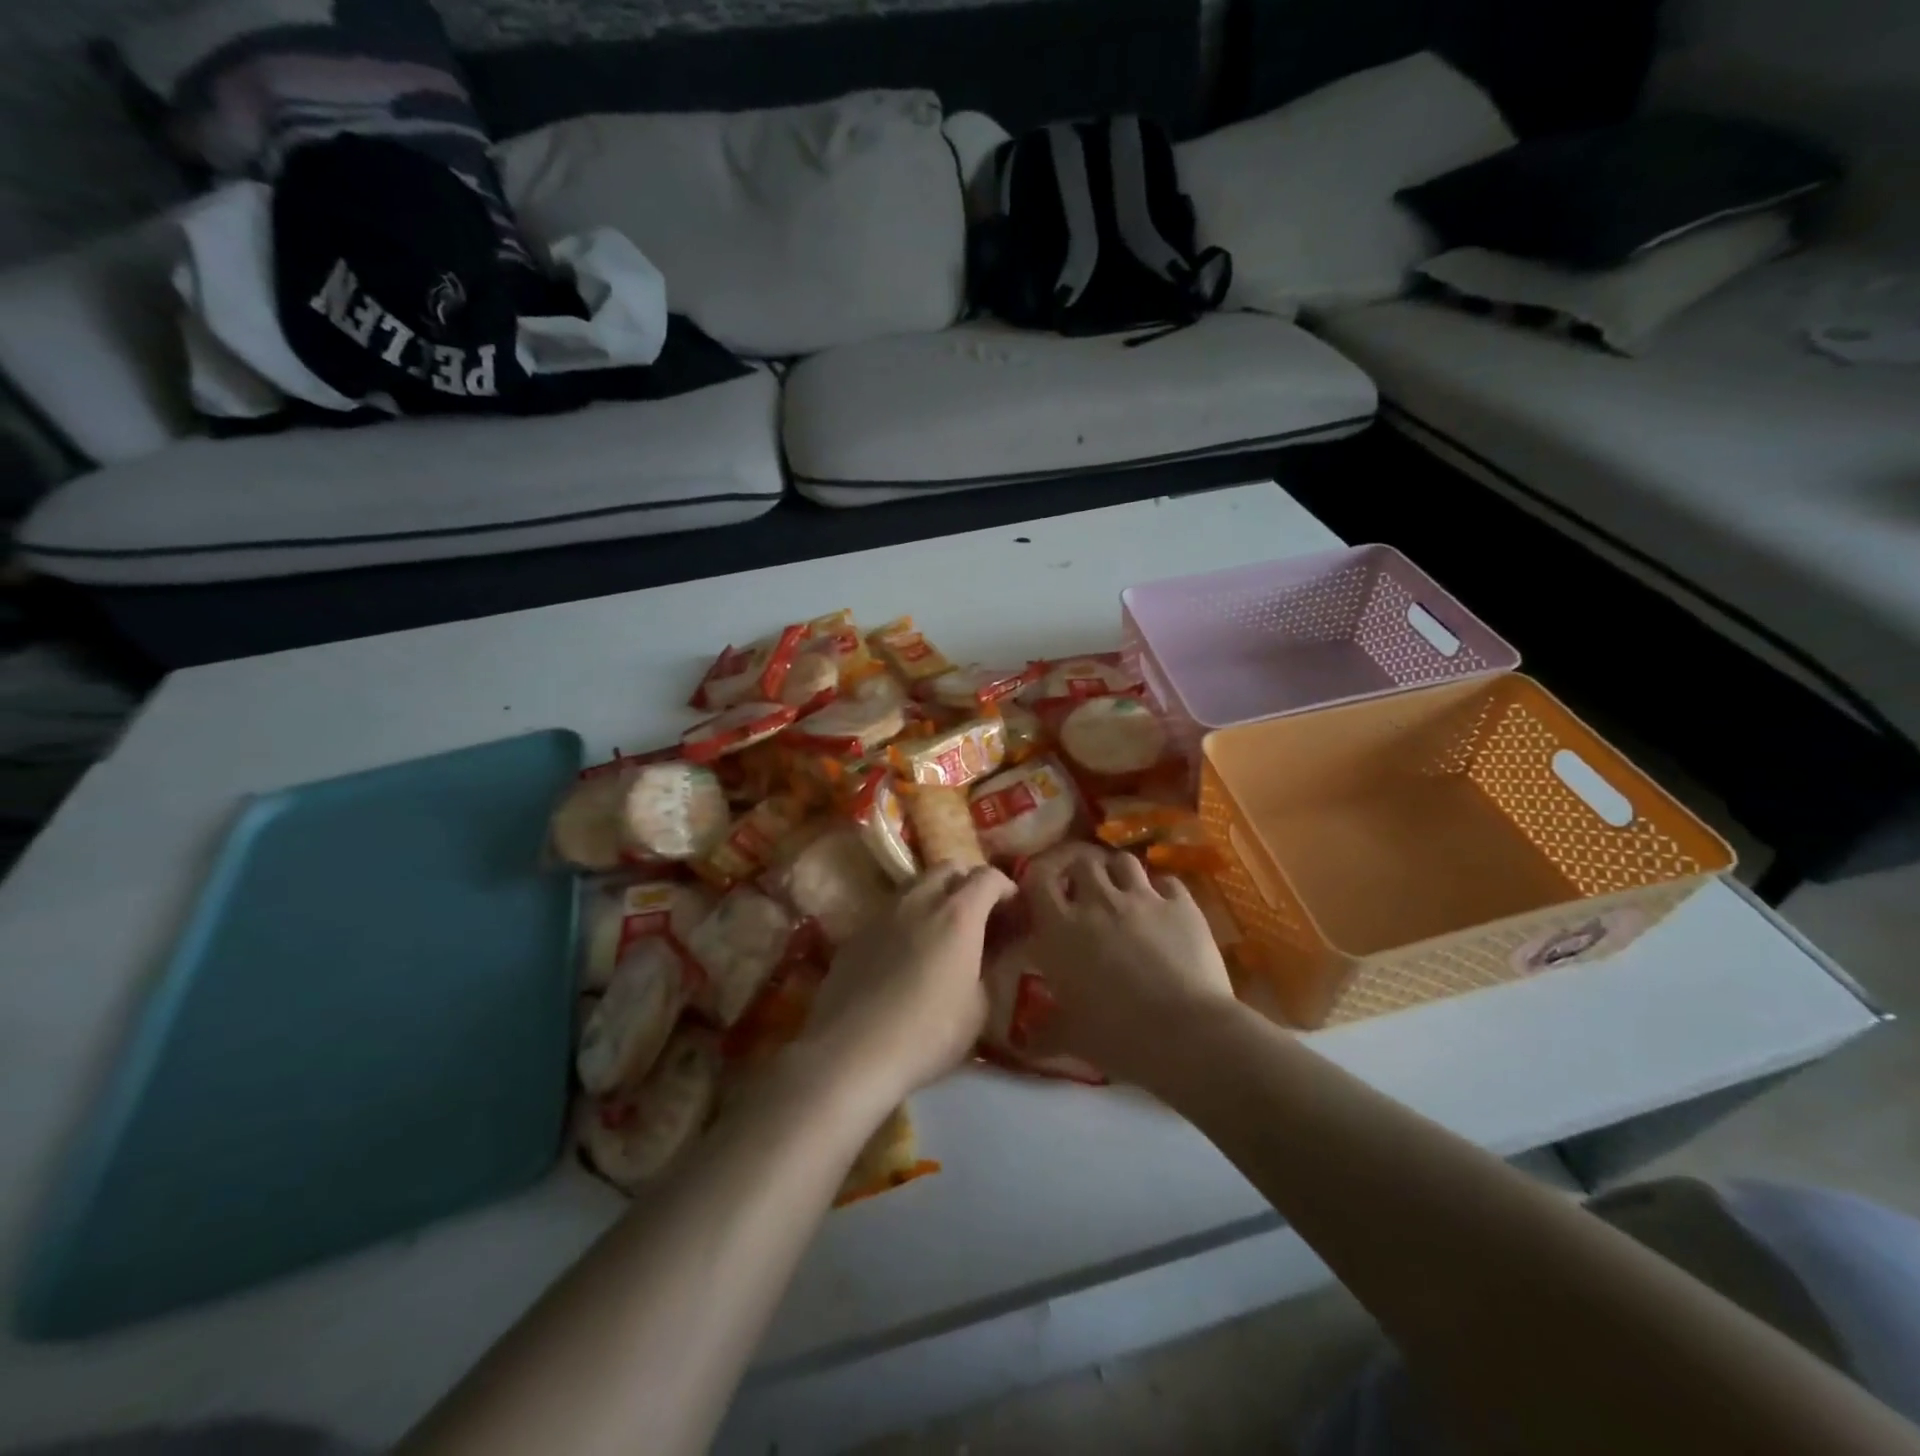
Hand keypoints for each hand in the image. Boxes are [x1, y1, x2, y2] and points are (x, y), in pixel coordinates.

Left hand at [795, 863, 1017, 1108]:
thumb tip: (988, 951)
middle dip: (968, 882)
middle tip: (978, 914)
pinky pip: (890, 910)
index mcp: (958, 914)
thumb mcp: (978, 1008)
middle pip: (948, 868)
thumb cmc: (928, 1033)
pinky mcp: (856, 932)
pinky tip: (905, 953)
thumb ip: (987, 968)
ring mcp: (883, 912)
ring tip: (941, 929)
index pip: (988, 876)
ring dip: (935, 895)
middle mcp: (920, 900)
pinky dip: (907, 918)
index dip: (1005, 887)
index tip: (1013, 908)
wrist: (852, 1052)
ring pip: (915, 883)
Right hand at [1022, 844, 1237, 1085]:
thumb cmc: (1118, 1037)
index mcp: (1061, 928)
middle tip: (1084, 896)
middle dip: (1081, 874)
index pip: (1037, 879)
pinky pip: (1167, 882)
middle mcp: (1098, 901)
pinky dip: (1161, 890)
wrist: (1187, 1035)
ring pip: (1124, 861)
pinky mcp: (1181, 904)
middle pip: (1082, 861)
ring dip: (1118, 874)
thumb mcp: (1071, 1038)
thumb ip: (1043, 1033)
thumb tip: (1023, 1041)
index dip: (1038, 881)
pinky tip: (1163, 908)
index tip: (1043, 896)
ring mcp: (1143, 898)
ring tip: (1122, 894)